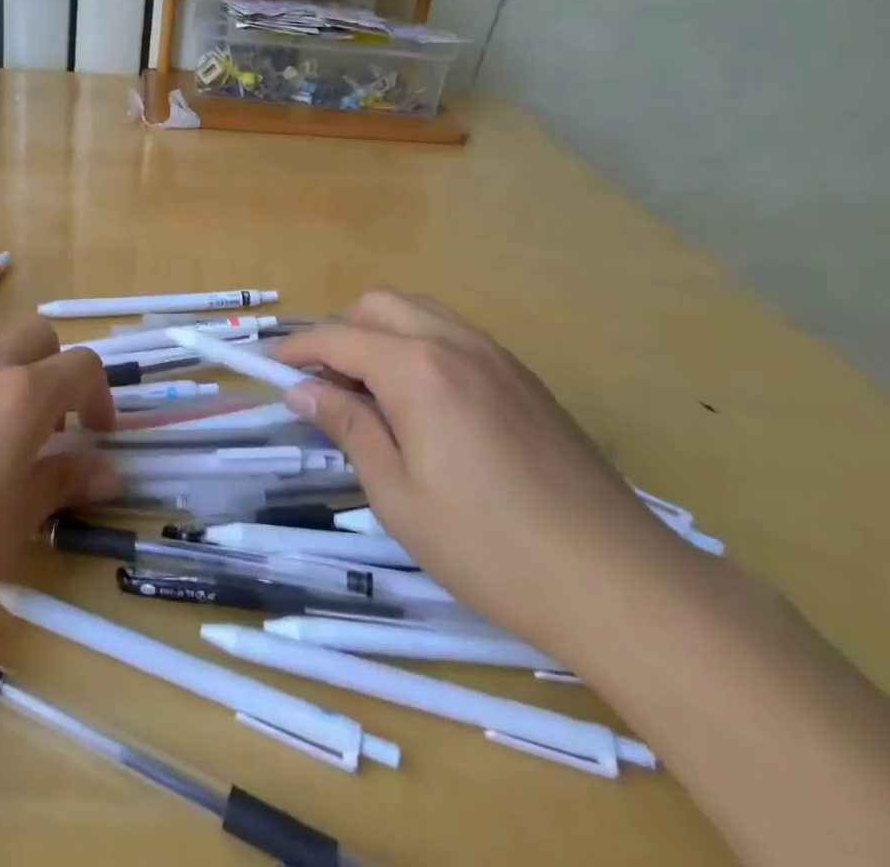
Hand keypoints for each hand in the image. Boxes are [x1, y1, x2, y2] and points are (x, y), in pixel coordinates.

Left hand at [0, 322, 115, 651]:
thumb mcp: (9, 531)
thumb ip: (61, 484)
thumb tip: (107, 469)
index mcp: (19, 397)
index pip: (82, 367)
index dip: (99, 397)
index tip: (94, 436)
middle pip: (38, 339)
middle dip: (55, 373)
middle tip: (46, 430)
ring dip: (6, 379)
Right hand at [277, 291, 707, 660]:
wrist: (619, 583)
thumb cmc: (489, 547)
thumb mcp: (398, 495)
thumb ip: (348, 428)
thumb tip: (303, 391)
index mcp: (417, 369)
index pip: (339, 338)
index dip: (298, 350)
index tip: (270, 368)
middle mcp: (456, 343)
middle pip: (379, 305)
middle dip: (340, 331)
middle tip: (324, 383)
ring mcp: (498, 356)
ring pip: (421, 312)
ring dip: (381, 333)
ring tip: (369, 389)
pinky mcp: (526, 379)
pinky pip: (456, 335)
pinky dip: (421, 346)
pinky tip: (423, 402)